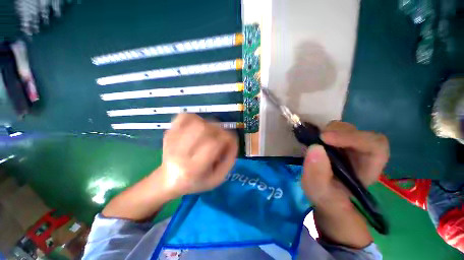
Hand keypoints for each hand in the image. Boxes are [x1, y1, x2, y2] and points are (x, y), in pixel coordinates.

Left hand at [158, 114, 237, 196]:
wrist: (169, 180)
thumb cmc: (197, 181)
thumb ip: (229, 159)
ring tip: (209, 132)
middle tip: (220, 136)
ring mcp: (172, 141)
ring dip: (208, 123)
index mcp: (193, 168)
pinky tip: (198, 126)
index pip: (214, 143)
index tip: (230, 140)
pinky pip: (184, 116)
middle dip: (218, 130)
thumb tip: (233, 139)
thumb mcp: (218, 178)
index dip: (227, 137)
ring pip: (196, 121)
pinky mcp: (169, 133)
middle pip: (204, 128)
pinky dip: (195, 118)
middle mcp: (180, 153)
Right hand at [301, 121, 388, 207]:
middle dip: (336, 132)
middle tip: (316, 138)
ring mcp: (348, 147)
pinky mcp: (334, 143)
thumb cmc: (326, 198)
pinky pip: (331, 131)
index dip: (352, 138)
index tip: (324, 138)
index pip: (375, 145)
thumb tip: (315, 147)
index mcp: (368, 168)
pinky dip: (320, 132)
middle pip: (358, 132)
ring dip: (326, 131)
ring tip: (312, 140)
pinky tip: (311, 139)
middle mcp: (362, 153)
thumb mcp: (319, 192)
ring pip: (343, 129)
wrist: (323, 196)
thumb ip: (318, 175)